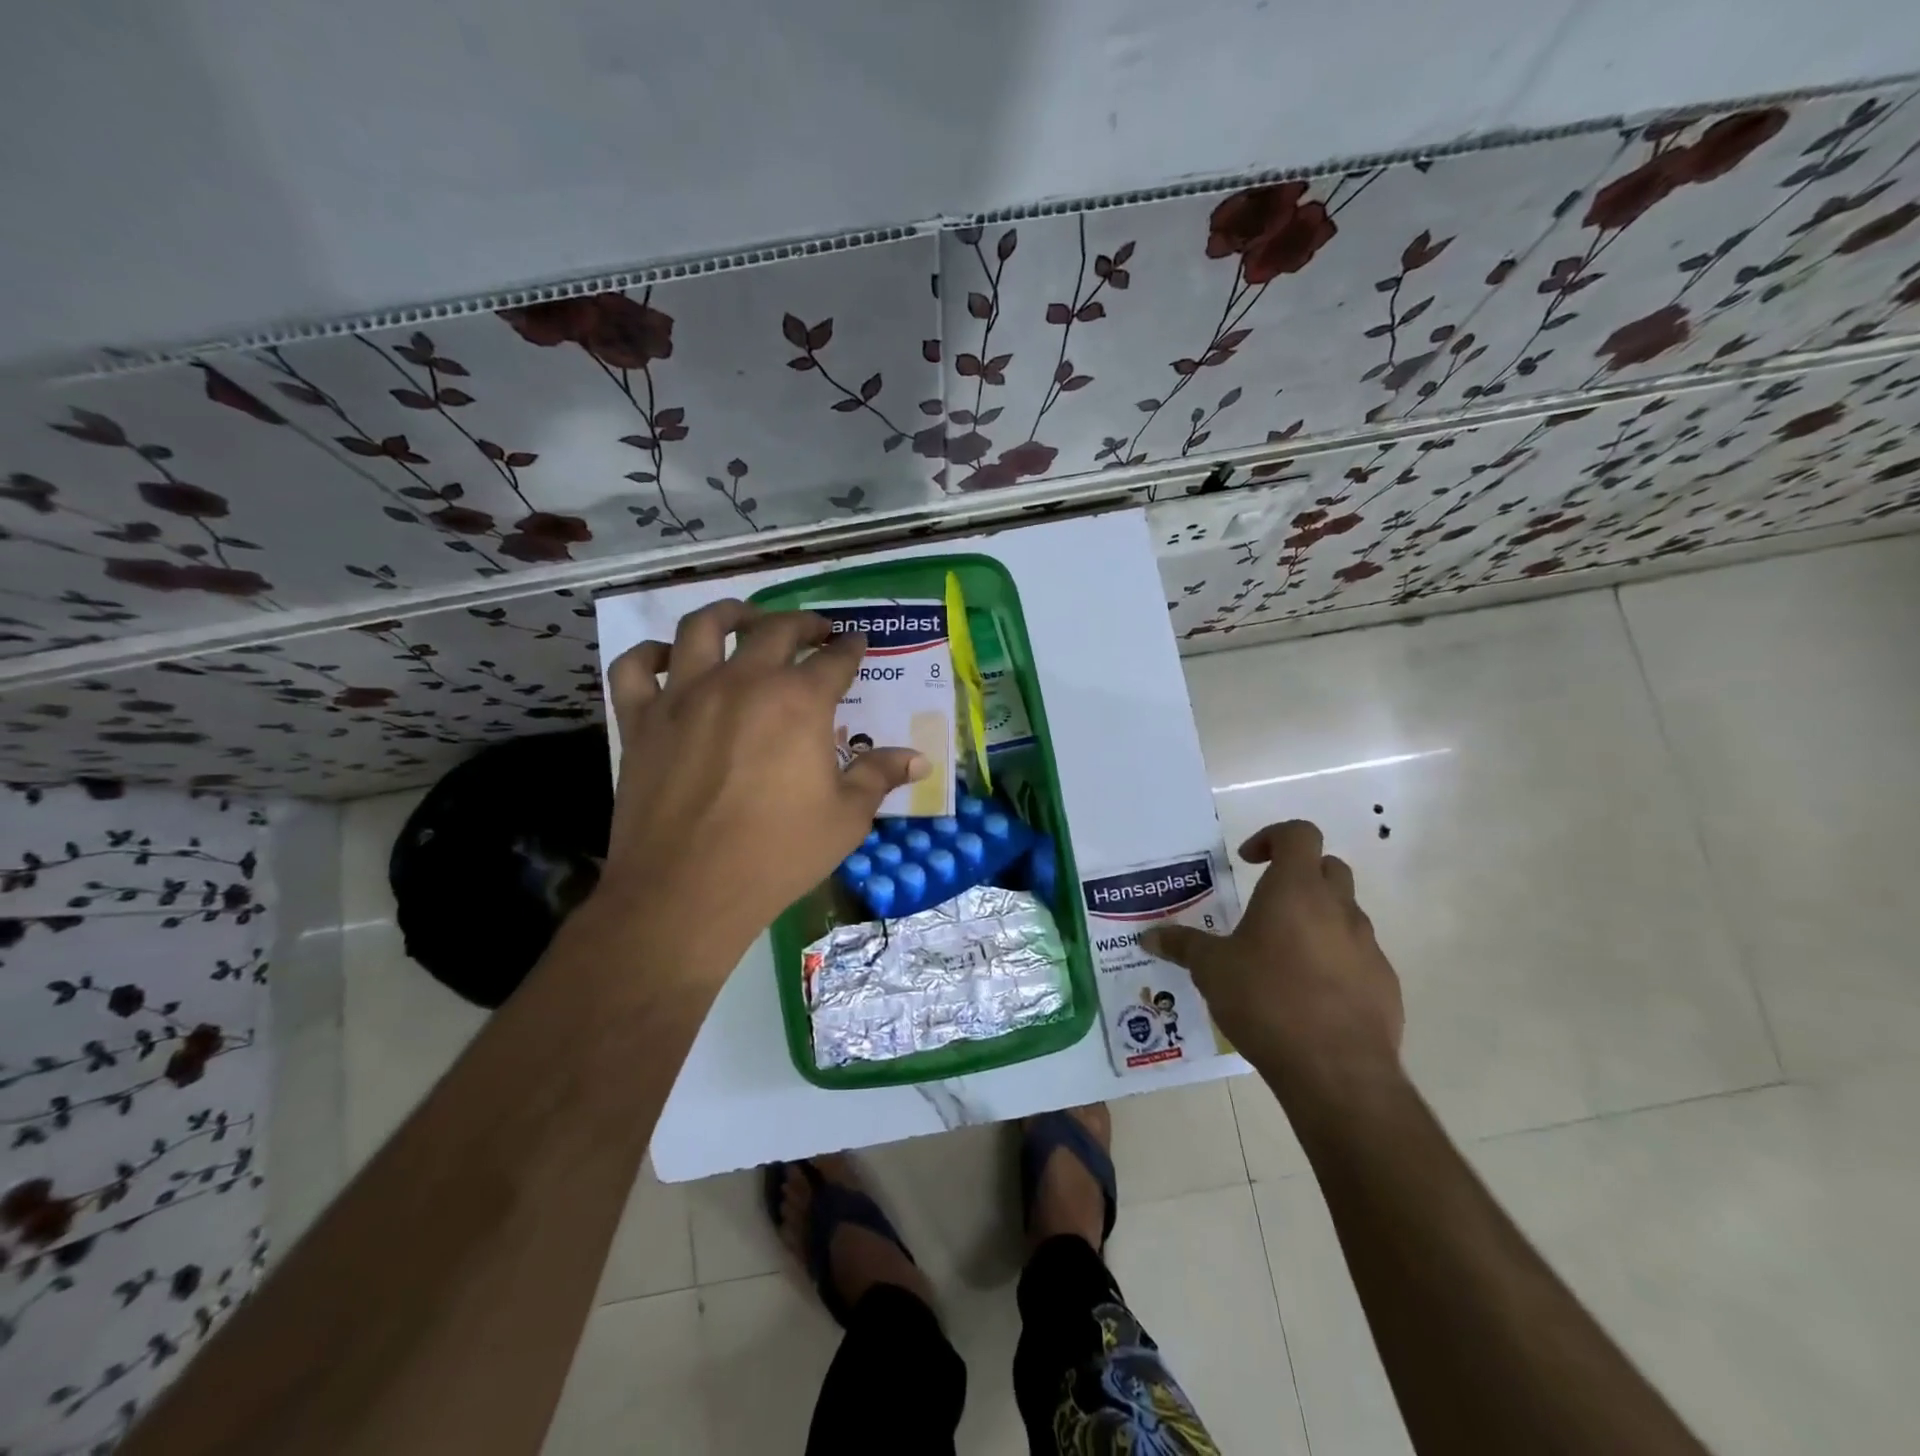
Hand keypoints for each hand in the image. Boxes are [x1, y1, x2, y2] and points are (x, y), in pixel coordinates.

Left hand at [593, 600, 929, 968]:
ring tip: (744, 619)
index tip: (857, 643)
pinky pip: (635, 668)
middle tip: (816, 630)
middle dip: (803, 623)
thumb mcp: (846, 818)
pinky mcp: (641, 720)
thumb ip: (879, 777)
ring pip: (702, 628)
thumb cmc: (777, 855)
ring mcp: (684, 695)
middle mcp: (742, 681)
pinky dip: (649, 654)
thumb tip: (919, 759)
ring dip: (729, 614)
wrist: (687, 891)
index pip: (834, 660)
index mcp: (798, 702)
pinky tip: (666, 659)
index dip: (851, 649)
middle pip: (775, 630)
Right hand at [1141, 821, 1402, 1097]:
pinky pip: (1358, 956)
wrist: (1338, 1071)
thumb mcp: (1211, 970)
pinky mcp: (1384, 984)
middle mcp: (1338, 908)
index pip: (1299, 834)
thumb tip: (1148, 936)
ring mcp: (1368, 946)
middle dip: (1298, 875)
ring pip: (1345, 913)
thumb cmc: (1267, 1000)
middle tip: (1266, 903)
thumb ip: (1182, 946)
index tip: (1248, 861)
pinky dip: (1335, 960)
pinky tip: (1309, 995)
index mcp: (1296, 890)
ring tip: (1282, 956)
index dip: (1273, 837)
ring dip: (1316, 920)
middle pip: (1328, 868)